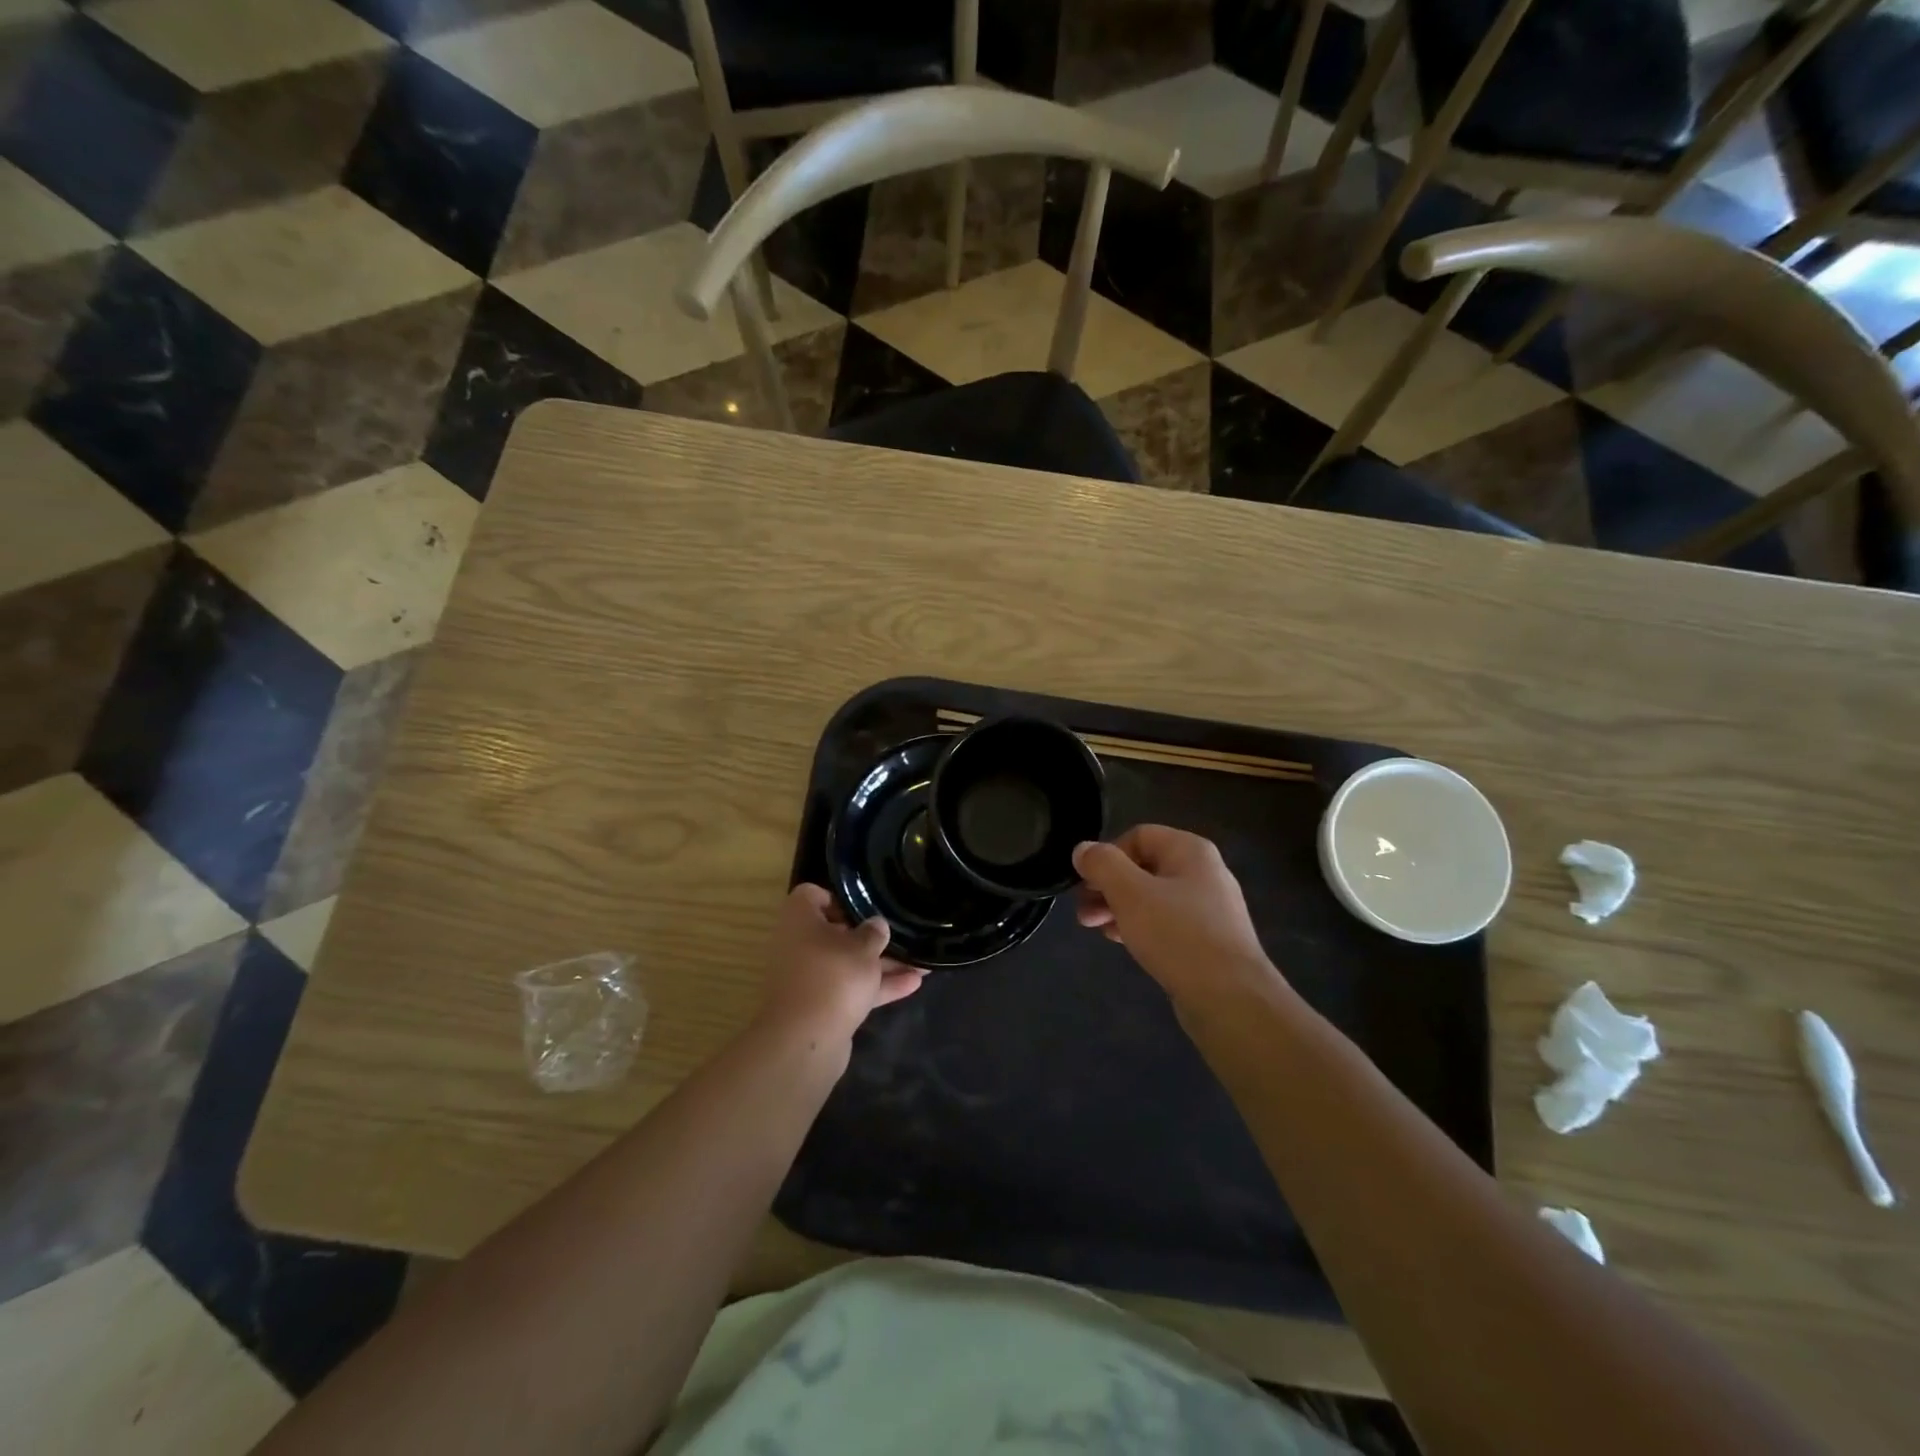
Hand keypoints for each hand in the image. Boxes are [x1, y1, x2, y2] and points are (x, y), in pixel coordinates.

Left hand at [757, 885, 925, 1046]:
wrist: (806, 1042)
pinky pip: (852, 989)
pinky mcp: (822, 1007)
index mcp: (800, 920)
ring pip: (848, 964)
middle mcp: (799, 946)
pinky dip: (878, 987)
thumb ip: (874, 932)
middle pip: (836, 933)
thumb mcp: (862, 947)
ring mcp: (810, 978)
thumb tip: (876, 925)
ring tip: (921, 961)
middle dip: (871, 936)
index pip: (813, 895)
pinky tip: (914, 984)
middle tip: (901, 934)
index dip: (839, 898)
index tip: (867, 907)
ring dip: (882, 964)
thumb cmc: (833, 977)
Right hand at [1073, 827, 1281, 1003]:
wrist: (1230, 998)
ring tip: (1095, 929)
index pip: (1138, 835)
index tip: (1086, 884)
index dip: (1107, 855)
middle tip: (1082, 912)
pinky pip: (1166, 923)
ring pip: (1152, 897)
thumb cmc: (1177, 935)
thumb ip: (1102, 865)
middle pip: (1143, 867)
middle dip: (1108, 886)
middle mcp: (1203, 873)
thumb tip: (1083, 849)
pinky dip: (1140, 926)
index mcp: (1190, 851)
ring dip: (1119, 908)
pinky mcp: (1208, 940)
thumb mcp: (1130, 893)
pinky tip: (1122, 941)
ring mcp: (1209, 908)